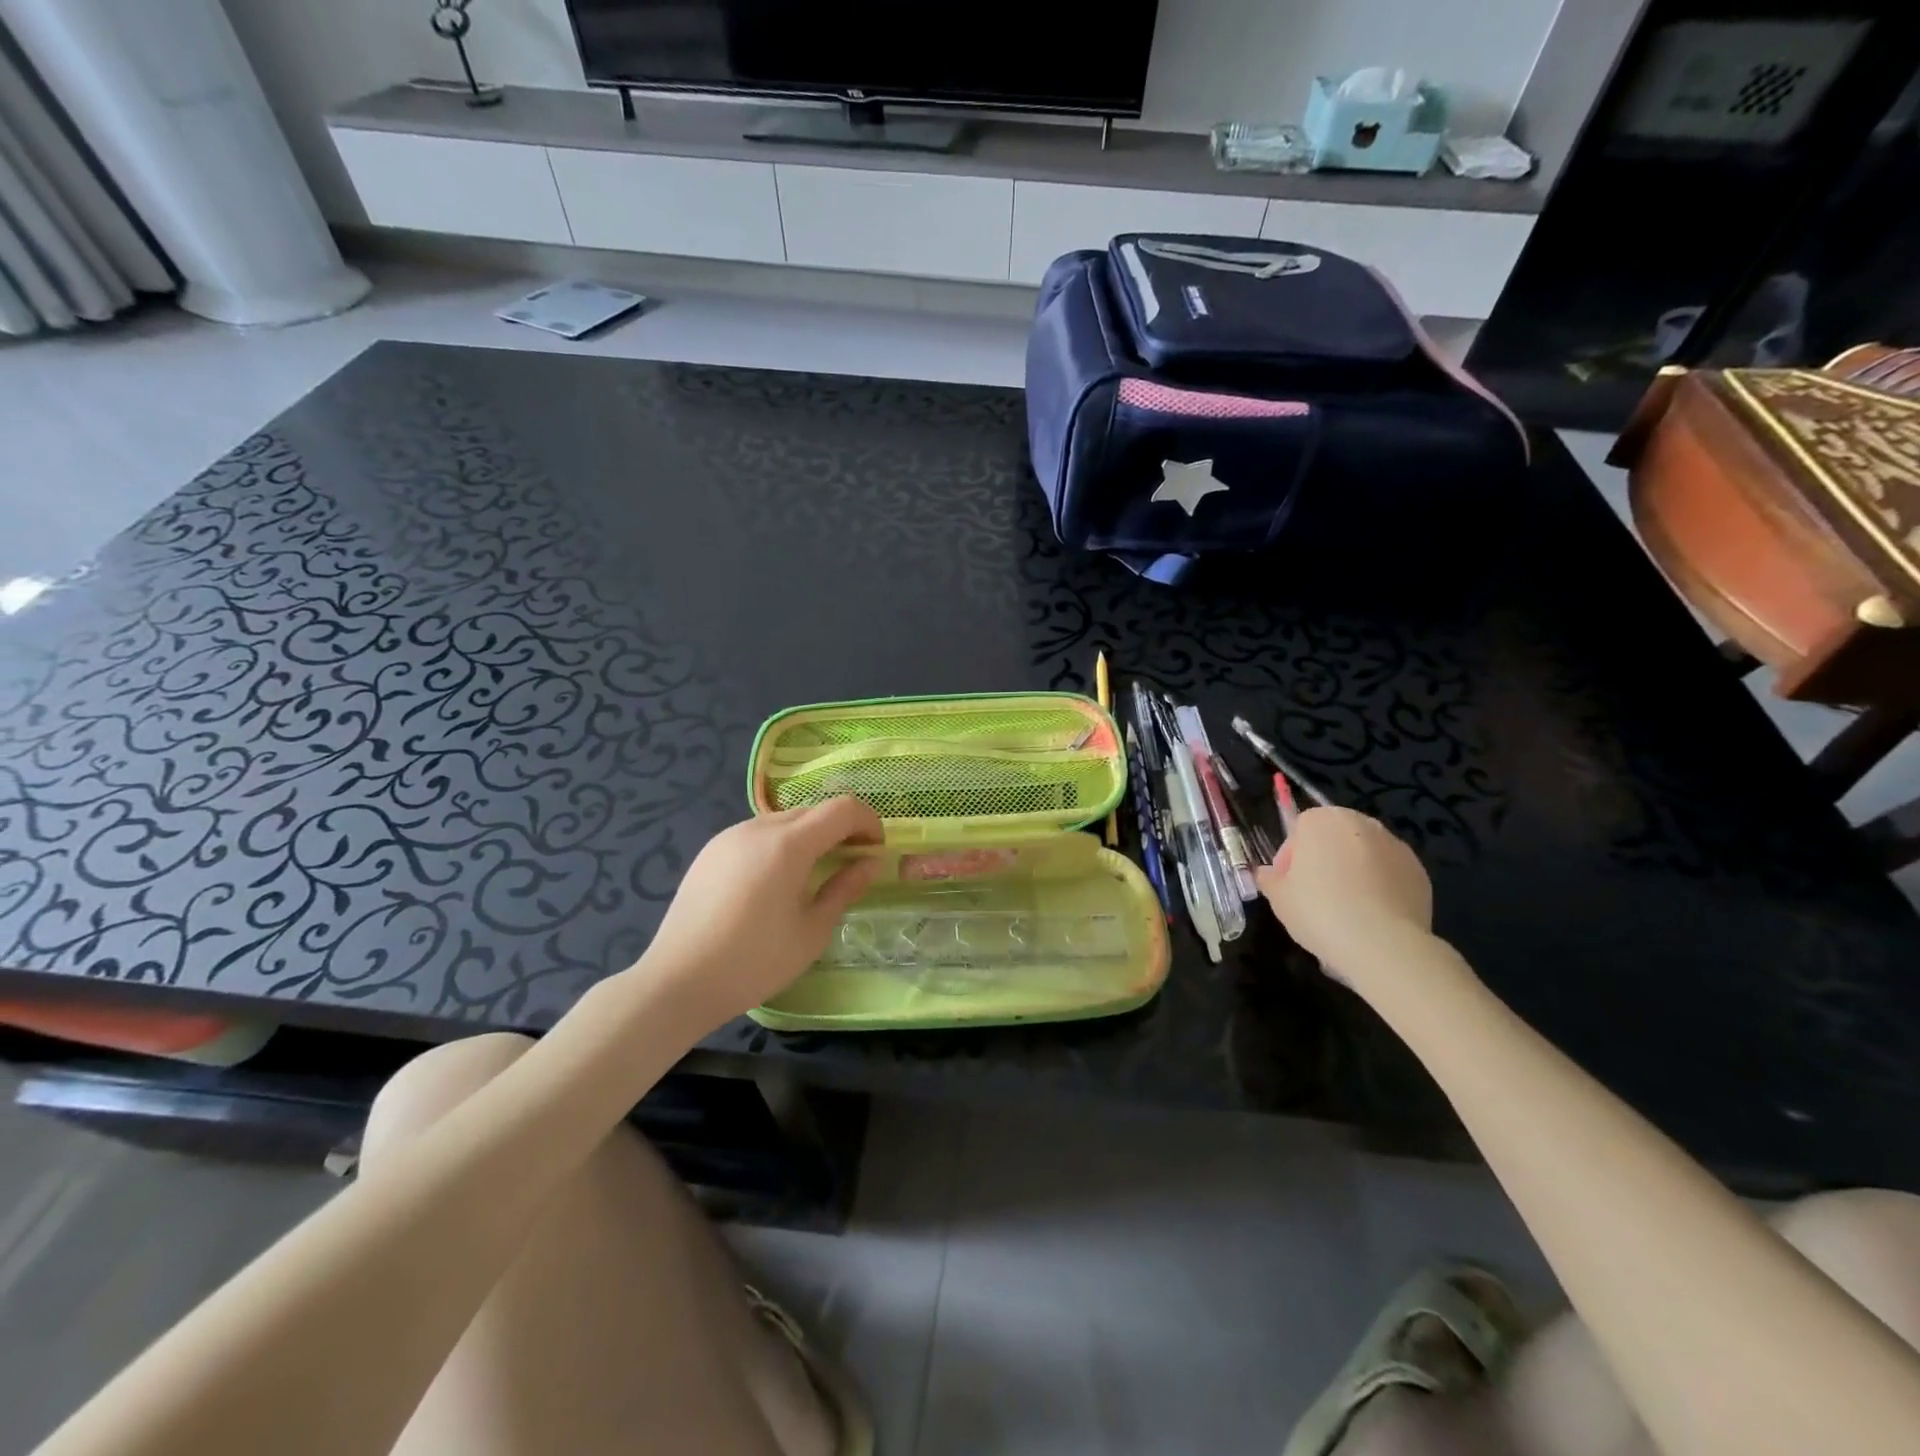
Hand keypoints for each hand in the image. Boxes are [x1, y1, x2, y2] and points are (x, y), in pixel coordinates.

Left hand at [642, 797, 884, 1024]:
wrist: (678, 982)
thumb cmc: (754, 961)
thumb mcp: (812, 931)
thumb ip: (844, 888)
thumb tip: (870, 863)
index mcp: (788, 844)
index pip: (841, 809)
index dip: (867, 822)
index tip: (876, 850)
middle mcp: (758, 828)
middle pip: (812, 812)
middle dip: (840, 830)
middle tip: (851, 864)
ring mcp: (729, 836)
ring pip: (783, 822)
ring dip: (809, 837)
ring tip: (813, 875)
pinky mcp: (710, 851)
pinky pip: (757, 835)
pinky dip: (779, 846)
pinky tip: (774, 883)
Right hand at [1255, 807, 1432, 981]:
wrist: (1384, 945)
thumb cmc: (1320, 912)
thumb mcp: (1278, 898)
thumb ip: (1270, 879)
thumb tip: (1270, 875)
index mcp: (1322, 821)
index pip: (1299, 829)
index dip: (1291, 857)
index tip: (1290, 884)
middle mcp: (1361, 823)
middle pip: (1334, 836)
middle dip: (1324, 859)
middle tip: (1316, 894)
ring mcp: (1395, 845)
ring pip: (1364, 854)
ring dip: (1354, 871)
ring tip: (1348, 907)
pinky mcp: (1420, 871)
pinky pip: (1390, 873)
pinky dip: (1381, 886)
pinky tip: (1373, 915)